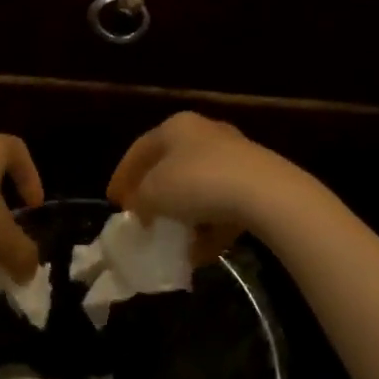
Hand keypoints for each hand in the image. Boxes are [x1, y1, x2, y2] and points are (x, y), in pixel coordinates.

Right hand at [106, 113, 309, 261]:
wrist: (266, 193)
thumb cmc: (198, 183)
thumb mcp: (154, 193)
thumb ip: (139, 200)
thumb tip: (140, 208)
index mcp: (176, 127)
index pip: (139, 149)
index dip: (122, 175)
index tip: (113, 201)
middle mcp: (205, 133)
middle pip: (170, 166)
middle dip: (155, 194)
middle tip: (142, 217)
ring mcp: (235, 156)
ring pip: (198, 187)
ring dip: (183, 214)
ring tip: (172, 240)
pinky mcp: (257, 181)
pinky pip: (223, 205)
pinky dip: (209, 226)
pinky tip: (201, 251)